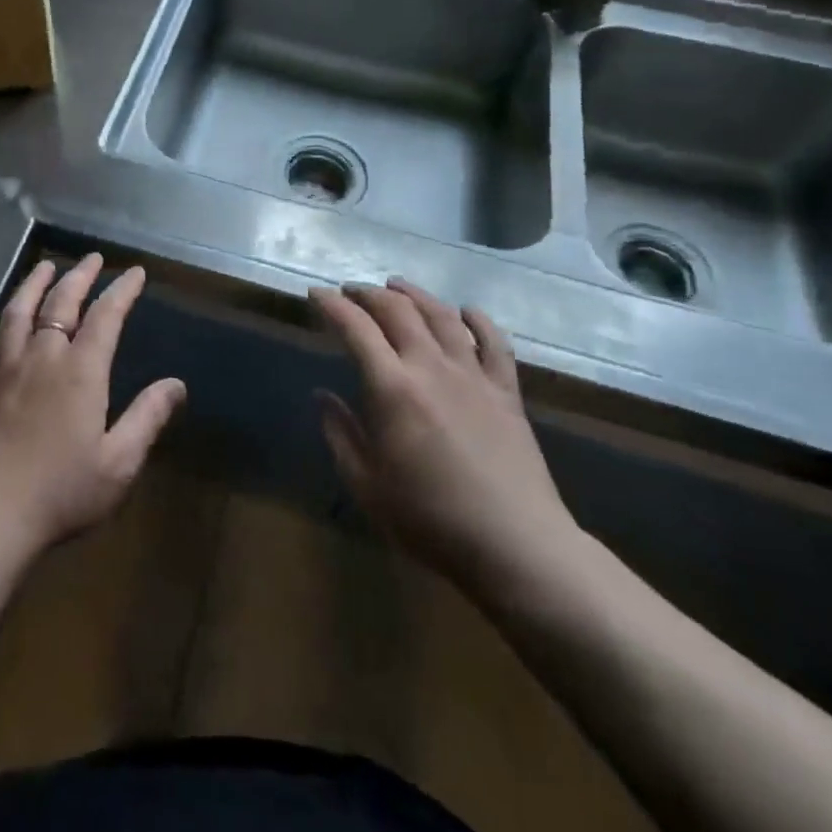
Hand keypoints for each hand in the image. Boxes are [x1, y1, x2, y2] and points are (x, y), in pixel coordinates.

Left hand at [0, 254, 185, 556]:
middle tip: (92, 259)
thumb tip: (177, 383)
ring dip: (33, 285)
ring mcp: (4, 370)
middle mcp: (41, 357)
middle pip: (60, 303)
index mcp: (80, 372)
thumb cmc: (61, 492)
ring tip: (46, 267)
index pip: (105, 316)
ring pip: (18, 312)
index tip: (134, 273)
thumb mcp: (119, 463)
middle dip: (79, 276)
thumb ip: (147, 417)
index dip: (121, 291)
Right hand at [311, 279, 583, 594]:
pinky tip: (466, 311)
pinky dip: (478, 320)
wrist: (515, 545)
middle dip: (368, 294)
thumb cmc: (429, 519)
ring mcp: (473, 376)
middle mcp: (432, 367)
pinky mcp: (507, 392)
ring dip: (415, 294)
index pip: (355, 329)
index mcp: (392, 388)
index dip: (332, 305)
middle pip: (398, 311)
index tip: (316, 293)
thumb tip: (322, 397)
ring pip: (442, 316)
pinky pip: (494, 343)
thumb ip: (340, 434)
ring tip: (397, 286)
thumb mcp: (366, 484)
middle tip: (350, 291)